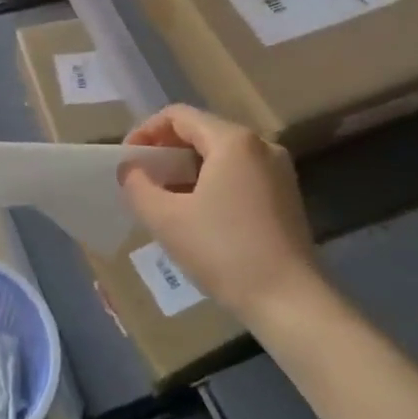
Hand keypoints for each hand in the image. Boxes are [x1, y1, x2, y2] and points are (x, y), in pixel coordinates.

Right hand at [120, 104, 319, 320]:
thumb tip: (129, 169)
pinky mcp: (286, 195)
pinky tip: (197, 212)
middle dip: (166, 151)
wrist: (290, 302)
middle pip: (201, 131)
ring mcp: (278, 170)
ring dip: (187, 168)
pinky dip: (211, 181)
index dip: (146, 132)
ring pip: (221, 154)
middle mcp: (260, 145)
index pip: (178, 116)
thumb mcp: (166, 219)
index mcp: (233, 141)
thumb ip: (138, 186)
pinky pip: (239, 173)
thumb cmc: (224, 252)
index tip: (127, 160)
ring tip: (164, 197)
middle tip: (142, 179)